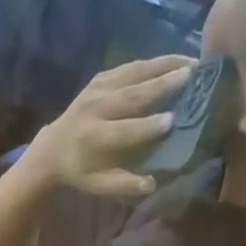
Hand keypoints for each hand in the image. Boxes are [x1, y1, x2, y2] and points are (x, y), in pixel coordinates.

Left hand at [29, 56, 195, 199]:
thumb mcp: (99, 186)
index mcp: (94, 138)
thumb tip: (152, 184)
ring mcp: (97, 88)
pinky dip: (153, 62)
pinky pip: (130, 67)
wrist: (52, 149)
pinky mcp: (100, 77)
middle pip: (132, 94)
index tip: (172, 121)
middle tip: (192, 75)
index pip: (124, 130)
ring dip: (165, 65)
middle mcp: (96, 108)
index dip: (148, 127)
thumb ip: (124, 186)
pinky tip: (174, 60)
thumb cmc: (81, 172)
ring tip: (192, 61)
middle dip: (162, 84)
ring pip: (134, 73)